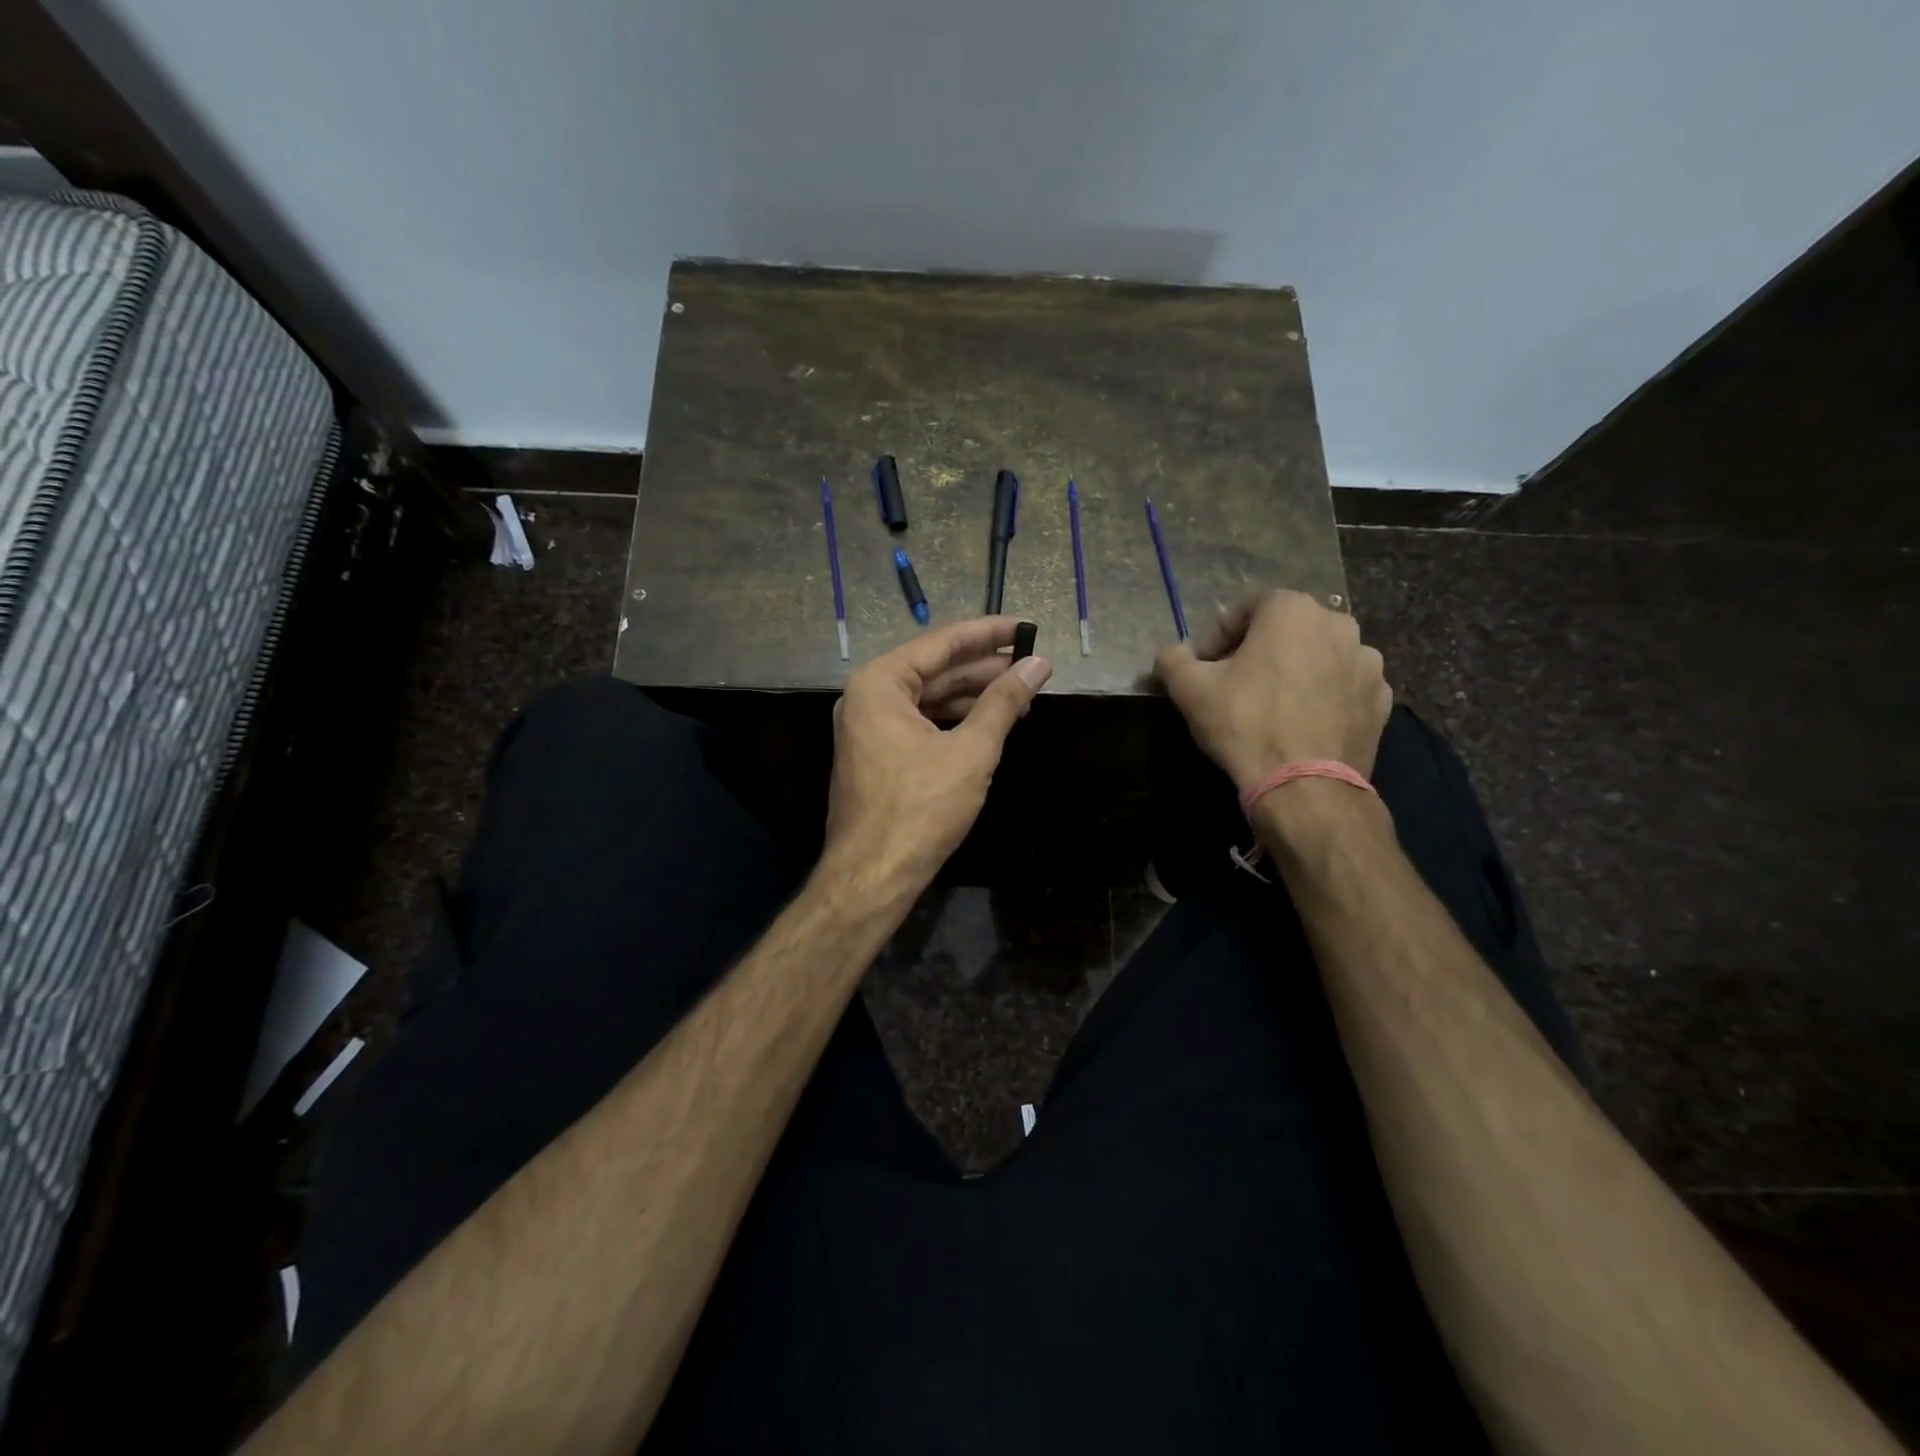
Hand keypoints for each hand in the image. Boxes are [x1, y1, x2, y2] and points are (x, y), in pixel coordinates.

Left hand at [823, 618, 1052, 898]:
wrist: (873, 875)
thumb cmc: (920, 808)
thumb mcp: (971, 750)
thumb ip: (1004, 702)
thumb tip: (1038, 665)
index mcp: (880, 683)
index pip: (941, 643)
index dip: (988, 634)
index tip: (1026, 628)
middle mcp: (868, 697)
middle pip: (934, 669)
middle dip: (984, 668)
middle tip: (1032, 664)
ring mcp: (870, 727)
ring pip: (929, 698)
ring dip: (973, 696)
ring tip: (1021, 695)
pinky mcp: (878, 754)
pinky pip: (921, 723)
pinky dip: (955, 721)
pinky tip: (990, 723)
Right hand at [1155, 590, 1391, 787]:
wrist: (1305, 786)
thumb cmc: (1245, 724)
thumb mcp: (1190, 689)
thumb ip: (1173, 659)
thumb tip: (1171, 652)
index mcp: (1292, 611)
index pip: (1247, 607)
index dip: (1219, 635)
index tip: (1205, 665)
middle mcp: (1338, 624)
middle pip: (1287, 629)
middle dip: (1260, 649)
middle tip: (1236, 683)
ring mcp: (1367, 662)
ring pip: (1319, 656)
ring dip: (1296, 670)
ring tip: (1273, 706)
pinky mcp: (1381, 699)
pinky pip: (1343, 686)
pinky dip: (1324, 695)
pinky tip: (1302, 723)